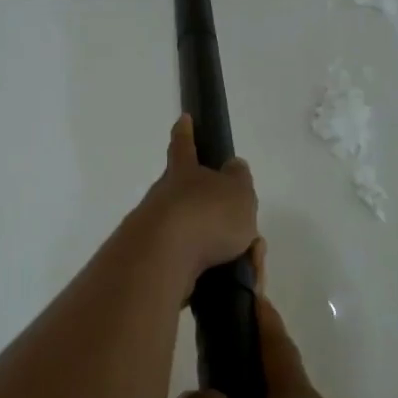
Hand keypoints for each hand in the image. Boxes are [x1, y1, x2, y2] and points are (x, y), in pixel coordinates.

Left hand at [133, 115, 258, 284]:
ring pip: (192, 234)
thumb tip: (233, 166)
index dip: (186, 132)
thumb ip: (238, 179)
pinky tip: (228, 278)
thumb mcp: (238, 191)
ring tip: (242, 261)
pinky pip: (191, 265)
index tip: (183, 118)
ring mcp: (155, 230)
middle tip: (238, 229)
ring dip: (219, 247)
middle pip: (187, 196)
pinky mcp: (155, 262)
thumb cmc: (206, 215)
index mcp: (184, 173)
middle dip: (211, 210)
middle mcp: (164, 197)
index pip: (184, 146)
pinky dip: (211, 271)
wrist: (164, 259)